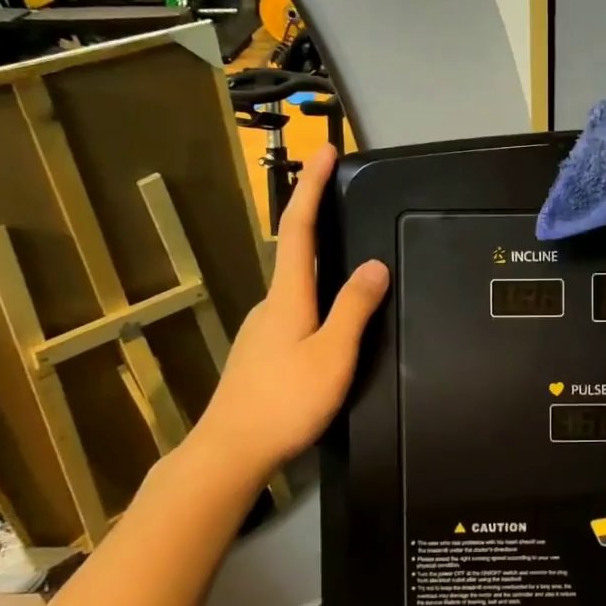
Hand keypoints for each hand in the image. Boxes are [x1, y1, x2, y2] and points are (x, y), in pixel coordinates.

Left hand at [192, 144, 387, 471]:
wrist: (230, 453)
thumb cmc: (285, 402)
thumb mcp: (333, 354)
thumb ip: (355, 308)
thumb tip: (375, 265)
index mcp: (288, 296)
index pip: (299, 228)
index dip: (312, 188)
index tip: (324, 152)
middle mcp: (271, 304)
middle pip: (295, 251)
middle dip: (317, 218)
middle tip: (345, 201)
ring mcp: (263, 329)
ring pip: (297, 286)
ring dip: (320, 265)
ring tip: (352, 269)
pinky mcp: (262, 352)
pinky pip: (296, 311)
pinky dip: (317, 299)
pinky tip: (332, 324)